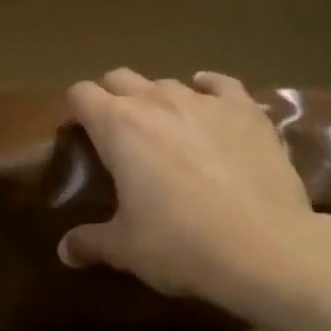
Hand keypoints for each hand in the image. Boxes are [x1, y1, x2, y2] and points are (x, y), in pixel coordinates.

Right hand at [59, 69, 322, 301]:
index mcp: (118, 126)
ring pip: (169, 82)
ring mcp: (207, 102)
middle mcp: (158, 101)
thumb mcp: (125, 249)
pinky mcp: (249, 111)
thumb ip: (89, 242)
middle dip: (111, 98)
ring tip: (164, 129)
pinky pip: (222, 85)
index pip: (81, 94)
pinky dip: (209, 89)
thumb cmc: (179, 244)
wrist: (264, 248)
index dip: (75, 111)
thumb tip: (65, 251)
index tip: (78, 136)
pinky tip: (209, 102)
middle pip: (121, 78)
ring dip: (158, 99)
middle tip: (115, 135)